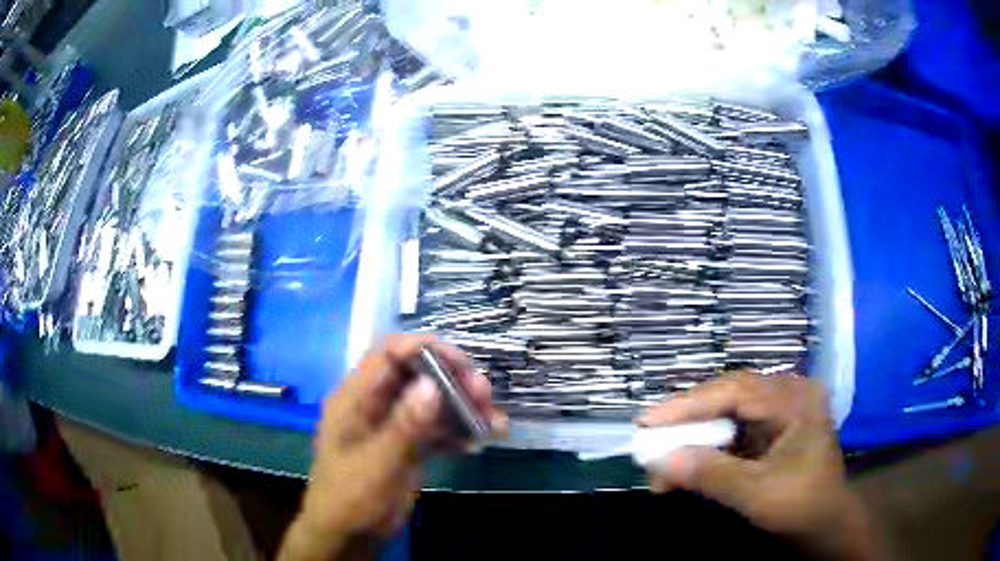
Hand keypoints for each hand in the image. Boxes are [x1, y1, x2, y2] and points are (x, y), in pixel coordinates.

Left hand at [279, 334, 506, 560]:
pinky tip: (479, 441)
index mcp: (355, 399)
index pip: (388, 355)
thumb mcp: (376, 464)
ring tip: (494, 420)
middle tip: (483, 393)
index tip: (461, 364)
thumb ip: (403, 427)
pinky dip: (458, 432)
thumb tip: (432, 385)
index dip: (424, 350)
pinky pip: (435, 430)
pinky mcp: (407, 447)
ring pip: (431, 403)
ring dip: (462, 408)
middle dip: (452, 379)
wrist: (348, 537)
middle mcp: (374, 405)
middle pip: (416, 376)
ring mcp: (393, 427)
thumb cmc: (350, 499)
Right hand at [638, 371, 873, 559]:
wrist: (824, 527)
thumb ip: (711, 474)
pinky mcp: (770, 432)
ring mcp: (779, 413)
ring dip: (693, 438)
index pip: (734, 391)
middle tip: (649, 440)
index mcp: (794, 400)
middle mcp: (787, 395)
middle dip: (687, 423)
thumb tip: (660, 460)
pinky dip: (706, 449)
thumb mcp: (757, 493)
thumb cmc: (801, 507)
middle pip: (728, 397)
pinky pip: (732, 432)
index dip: (687, 405)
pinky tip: (686, 465)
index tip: (647, 422)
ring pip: (726, 414)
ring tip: (662, 462)